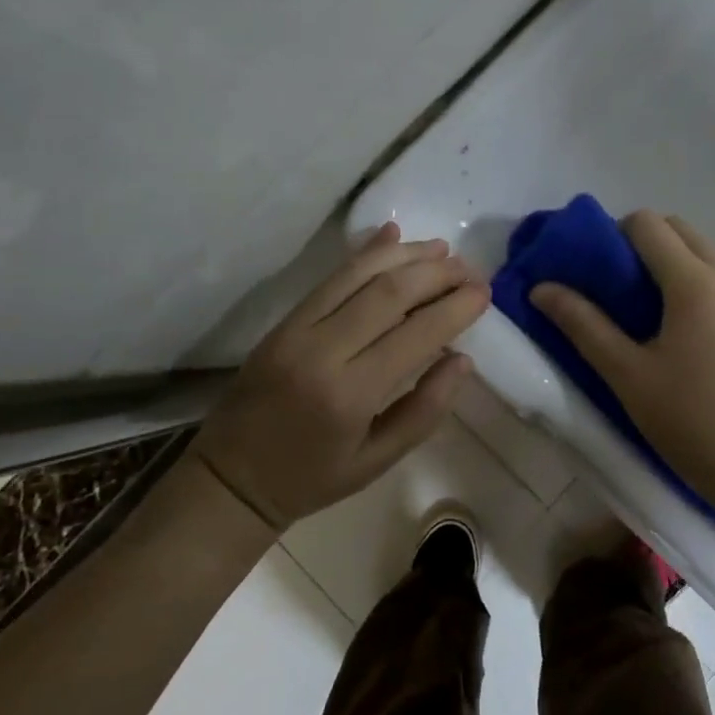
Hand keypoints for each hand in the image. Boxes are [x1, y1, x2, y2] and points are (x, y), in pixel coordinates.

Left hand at [193, 222, 490, 530]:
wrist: (231, 478)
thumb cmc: (312, 478)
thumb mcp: (377, 462)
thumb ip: (424, 410)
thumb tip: (462, 359)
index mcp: (350, 395)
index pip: (414, 335)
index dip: (453, 308)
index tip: (483, 293)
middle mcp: (322, 352)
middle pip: (387, 293)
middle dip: (434, 273)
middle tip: (469, 268)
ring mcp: (297, 330)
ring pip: (357, 275)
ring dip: (403, 254)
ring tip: (441, 248)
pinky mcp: (283, 320)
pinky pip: (330, 278)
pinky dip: (364, 253)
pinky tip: (391, 236)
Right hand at [530, 210, 714, 510]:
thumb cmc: (690, 422)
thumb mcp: (626, 375)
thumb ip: (582, 324)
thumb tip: (541, 288)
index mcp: (695, 284)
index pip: (649, 224)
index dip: (617, 233)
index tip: (602, 269)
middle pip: (683, 231)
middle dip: (649, 244)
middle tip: (626, 290)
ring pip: (713, 259)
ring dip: (682, 269)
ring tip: (665, 321)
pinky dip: (712, 295)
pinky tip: (705, 344)